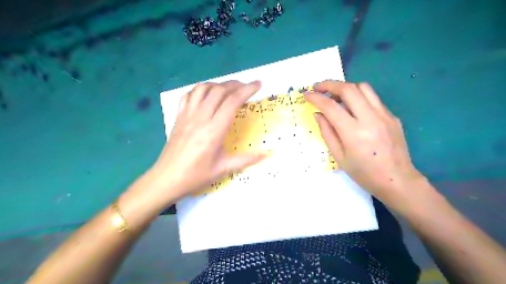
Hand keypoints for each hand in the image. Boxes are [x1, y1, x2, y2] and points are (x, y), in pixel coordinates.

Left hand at [150, 81, 264, 201]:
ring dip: (218, 84)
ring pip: (203, 89)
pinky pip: (189, 95)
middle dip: (235, 84)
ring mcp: (187, 115)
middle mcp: (200, 118)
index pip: (232, 102)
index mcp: (214, 131)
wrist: (166, 179)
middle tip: (246, 86)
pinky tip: (207, 94)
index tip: (258, 84)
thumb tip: (267, 155)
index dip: (247, 90)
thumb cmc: (196, 175)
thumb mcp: (223, 169)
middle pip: (219, 91)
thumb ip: (247, 159)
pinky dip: (200, 89)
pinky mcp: (178, 116)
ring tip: (228, 88)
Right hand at [304, 79, 423, 207]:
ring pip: (363, 87)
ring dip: (345, 87)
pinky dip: (358, 97)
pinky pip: (373, 98)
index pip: (331, 106)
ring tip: (335, 96)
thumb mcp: (339, 156)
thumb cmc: (364, 173)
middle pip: (349, 89)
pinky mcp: (392, 116)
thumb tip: (318, 114)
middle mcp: (370, 118)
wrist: (397, 180)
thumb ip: (327, 132)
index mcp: (354, 133)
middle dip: (330, 84)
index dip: (316, 98)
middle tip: (318, 87)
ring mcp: (384, 115)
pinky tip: (353, 108)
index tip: (306, 94)